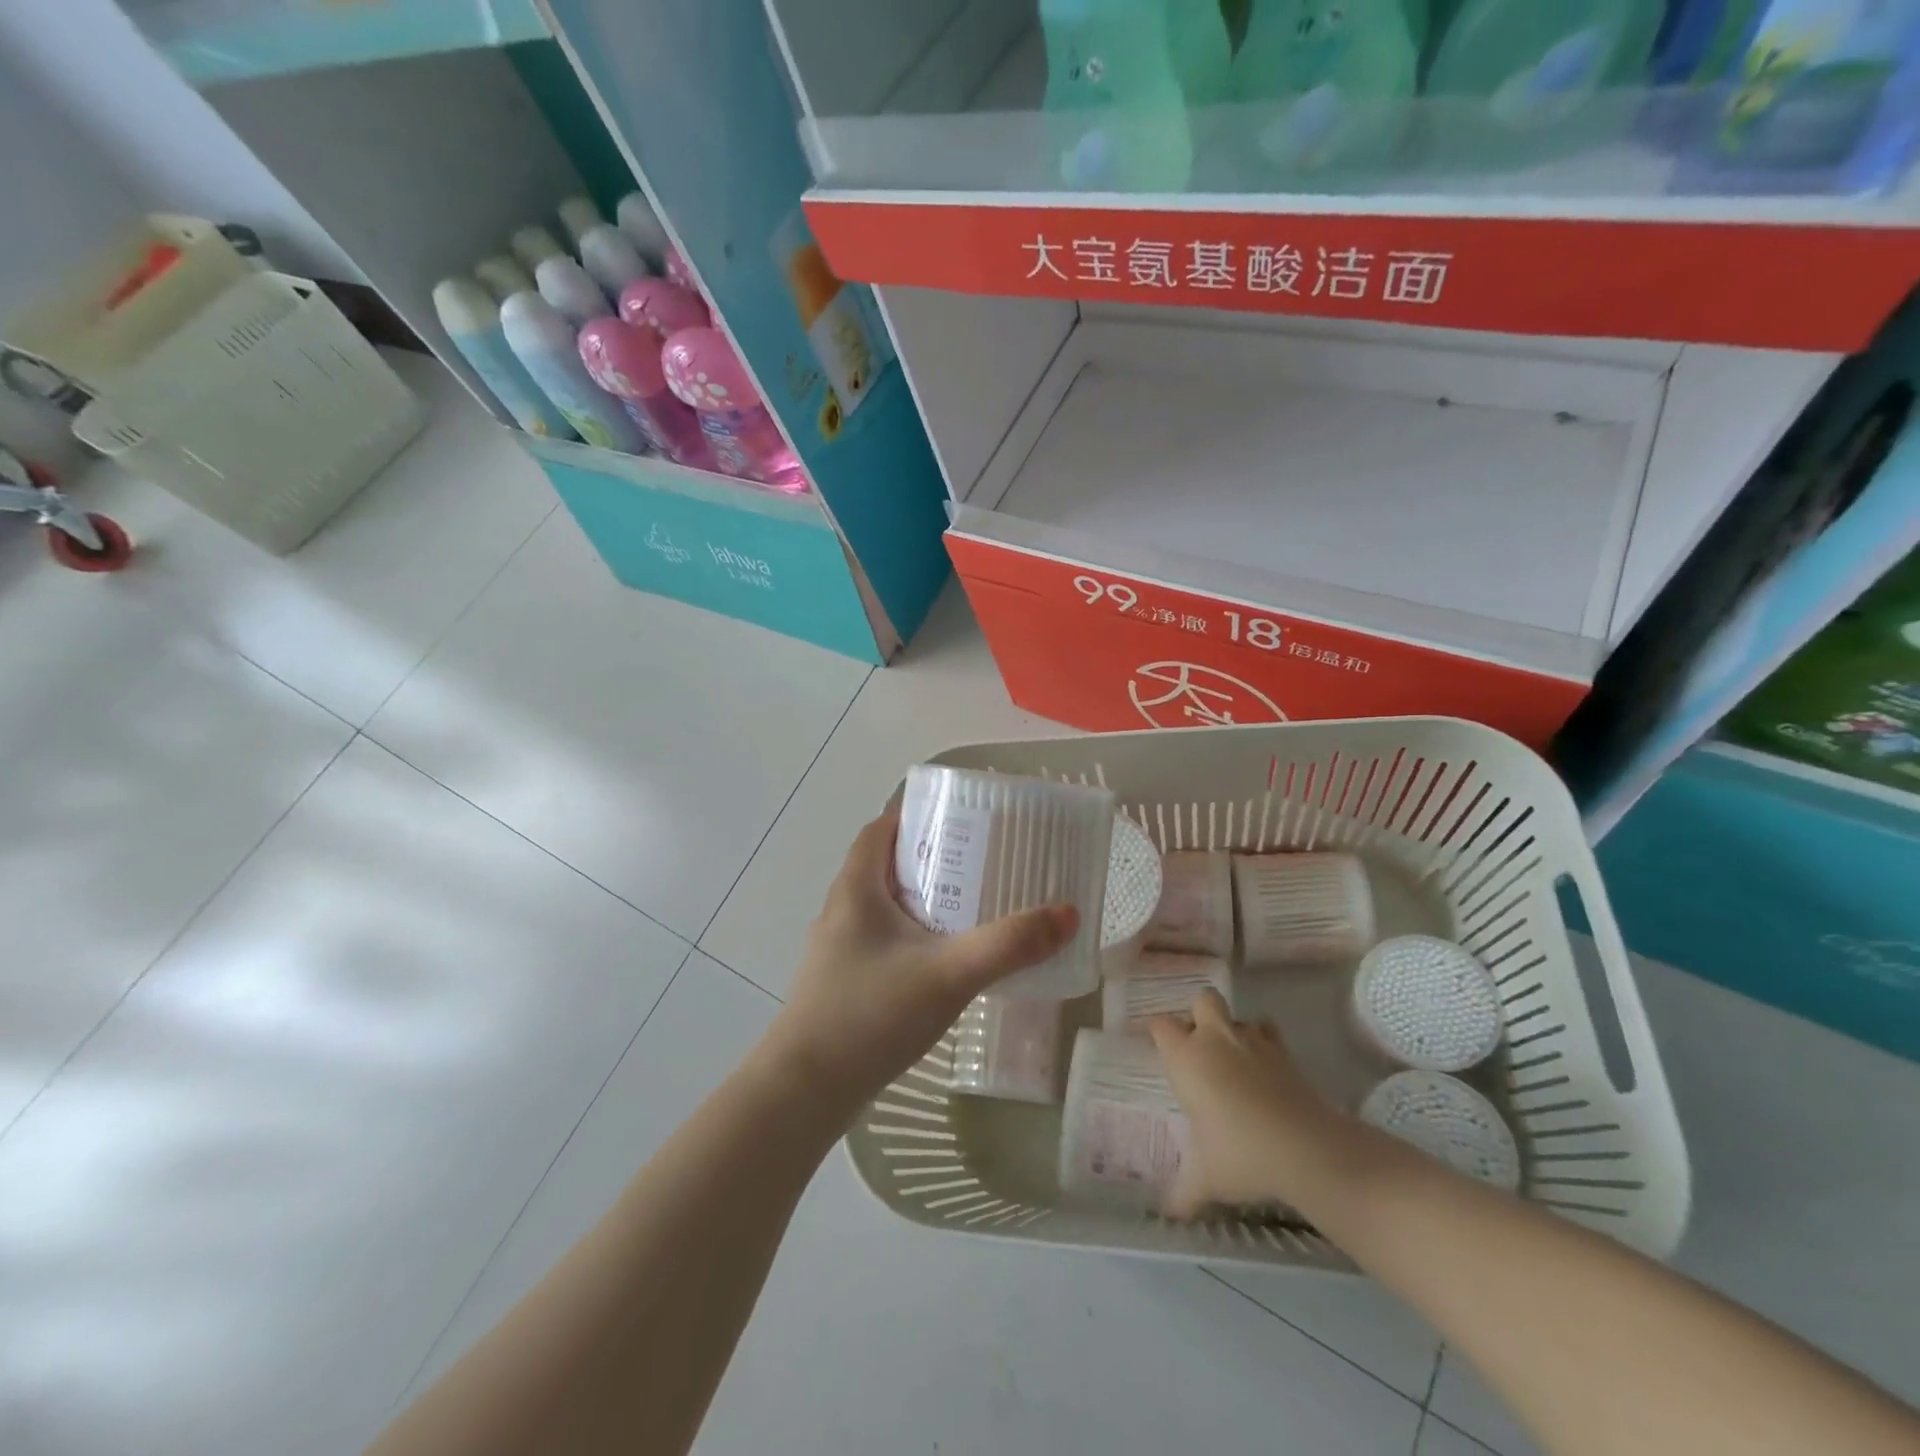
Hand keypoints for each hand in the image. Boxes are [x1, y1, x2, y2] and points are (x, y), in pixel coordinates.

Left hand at [761, 806, 1078, 1125]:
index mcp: (855, 890)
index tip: (959, 821)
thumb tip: (1067, 914)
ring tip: (969, 910)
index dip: (914, 817)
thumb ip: (1009, 945)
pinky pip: (880, 943)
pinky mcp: (840, 985)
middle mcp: (840, 912)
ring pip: (882, 908)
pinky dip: (910, 938)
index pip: (879, 830)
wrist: (805, 1092)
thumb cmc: (871, 1015)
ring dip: (920, 901)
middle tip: (979, 865)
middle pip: (883, 867)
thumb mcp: (949, 974)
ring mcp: (836, 951)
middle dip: (929, 860)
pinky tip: (941, 963)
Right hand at [1149, 990, 1347, 1218]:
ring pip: (1239, 1015)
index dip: (1157, 1033)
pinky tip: (1266, 1069)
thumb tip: (1167, 1215)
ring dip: (1234, 1030)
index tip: (1158, 1049)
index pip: (1160, 1025)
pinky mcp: (1285, 1052)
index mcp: (1185, 1057)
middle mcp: (1215, 1039)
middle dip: (1199, 1015)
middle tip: (1199, 1047)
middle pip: (1201, 1000)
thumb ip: (1183, 1192)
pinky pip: (1270, 1033)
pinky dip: (1266, 1043)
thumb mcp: (1205, 1179)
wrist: (1305, 1148)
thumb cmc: (1239, 1154)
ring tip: (1235, 1059)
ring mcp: (1253, 1040)